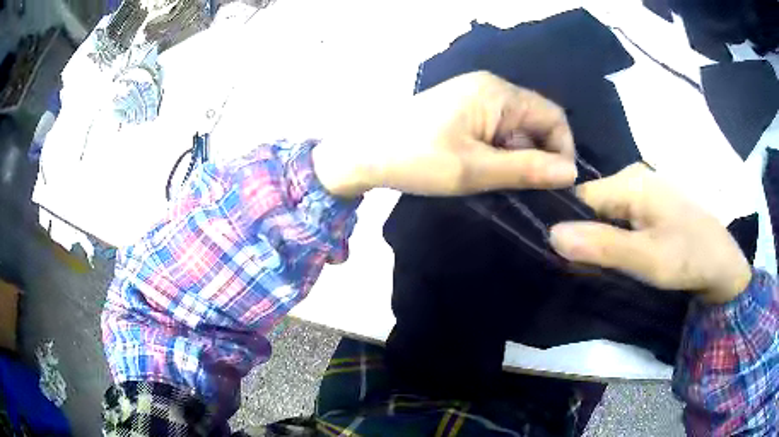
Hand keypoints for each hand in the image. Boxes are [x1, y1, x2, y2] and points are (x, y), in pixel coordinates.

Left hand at [312, 71, 576, 197]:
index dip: (562, 150)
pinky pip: (496, 130)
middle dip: (537, 156)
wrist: (364, 152)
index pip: (553, 116)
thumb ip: (526, 169)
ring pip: (516, 129)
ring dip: (517, 157)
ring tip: (501, 184)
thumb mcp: (475, 169)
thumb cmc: (417, 158)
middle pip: (535, 122)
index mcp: (498, 93)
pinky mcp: (463, 110)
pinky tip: (486, 172)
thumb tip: (571, 173)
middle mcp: (491, 88)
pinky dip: (499, 152)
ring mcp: (475, 97)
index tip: (555, 185)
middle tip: (524, 190)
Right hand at [549, 164, 751, 303]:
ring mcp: (644, 191)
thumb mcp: (647, 258)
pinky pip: (622, 218)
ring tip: (598, 266)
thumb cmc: (689, 257)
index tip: (559, 257)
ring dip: (599, 239)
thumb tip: (552, 234)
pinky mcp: (652, 206)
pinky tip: (618, 256)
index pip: (580, 196)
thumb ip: (603, 246)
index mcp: (631, 181)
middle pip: (593, 204)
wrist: (722, 264)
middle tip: (582, 268)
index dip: (567, 225)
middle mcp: (634, 177)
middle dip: (584, 234)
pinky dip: (614, 238)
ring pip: (607, 213)